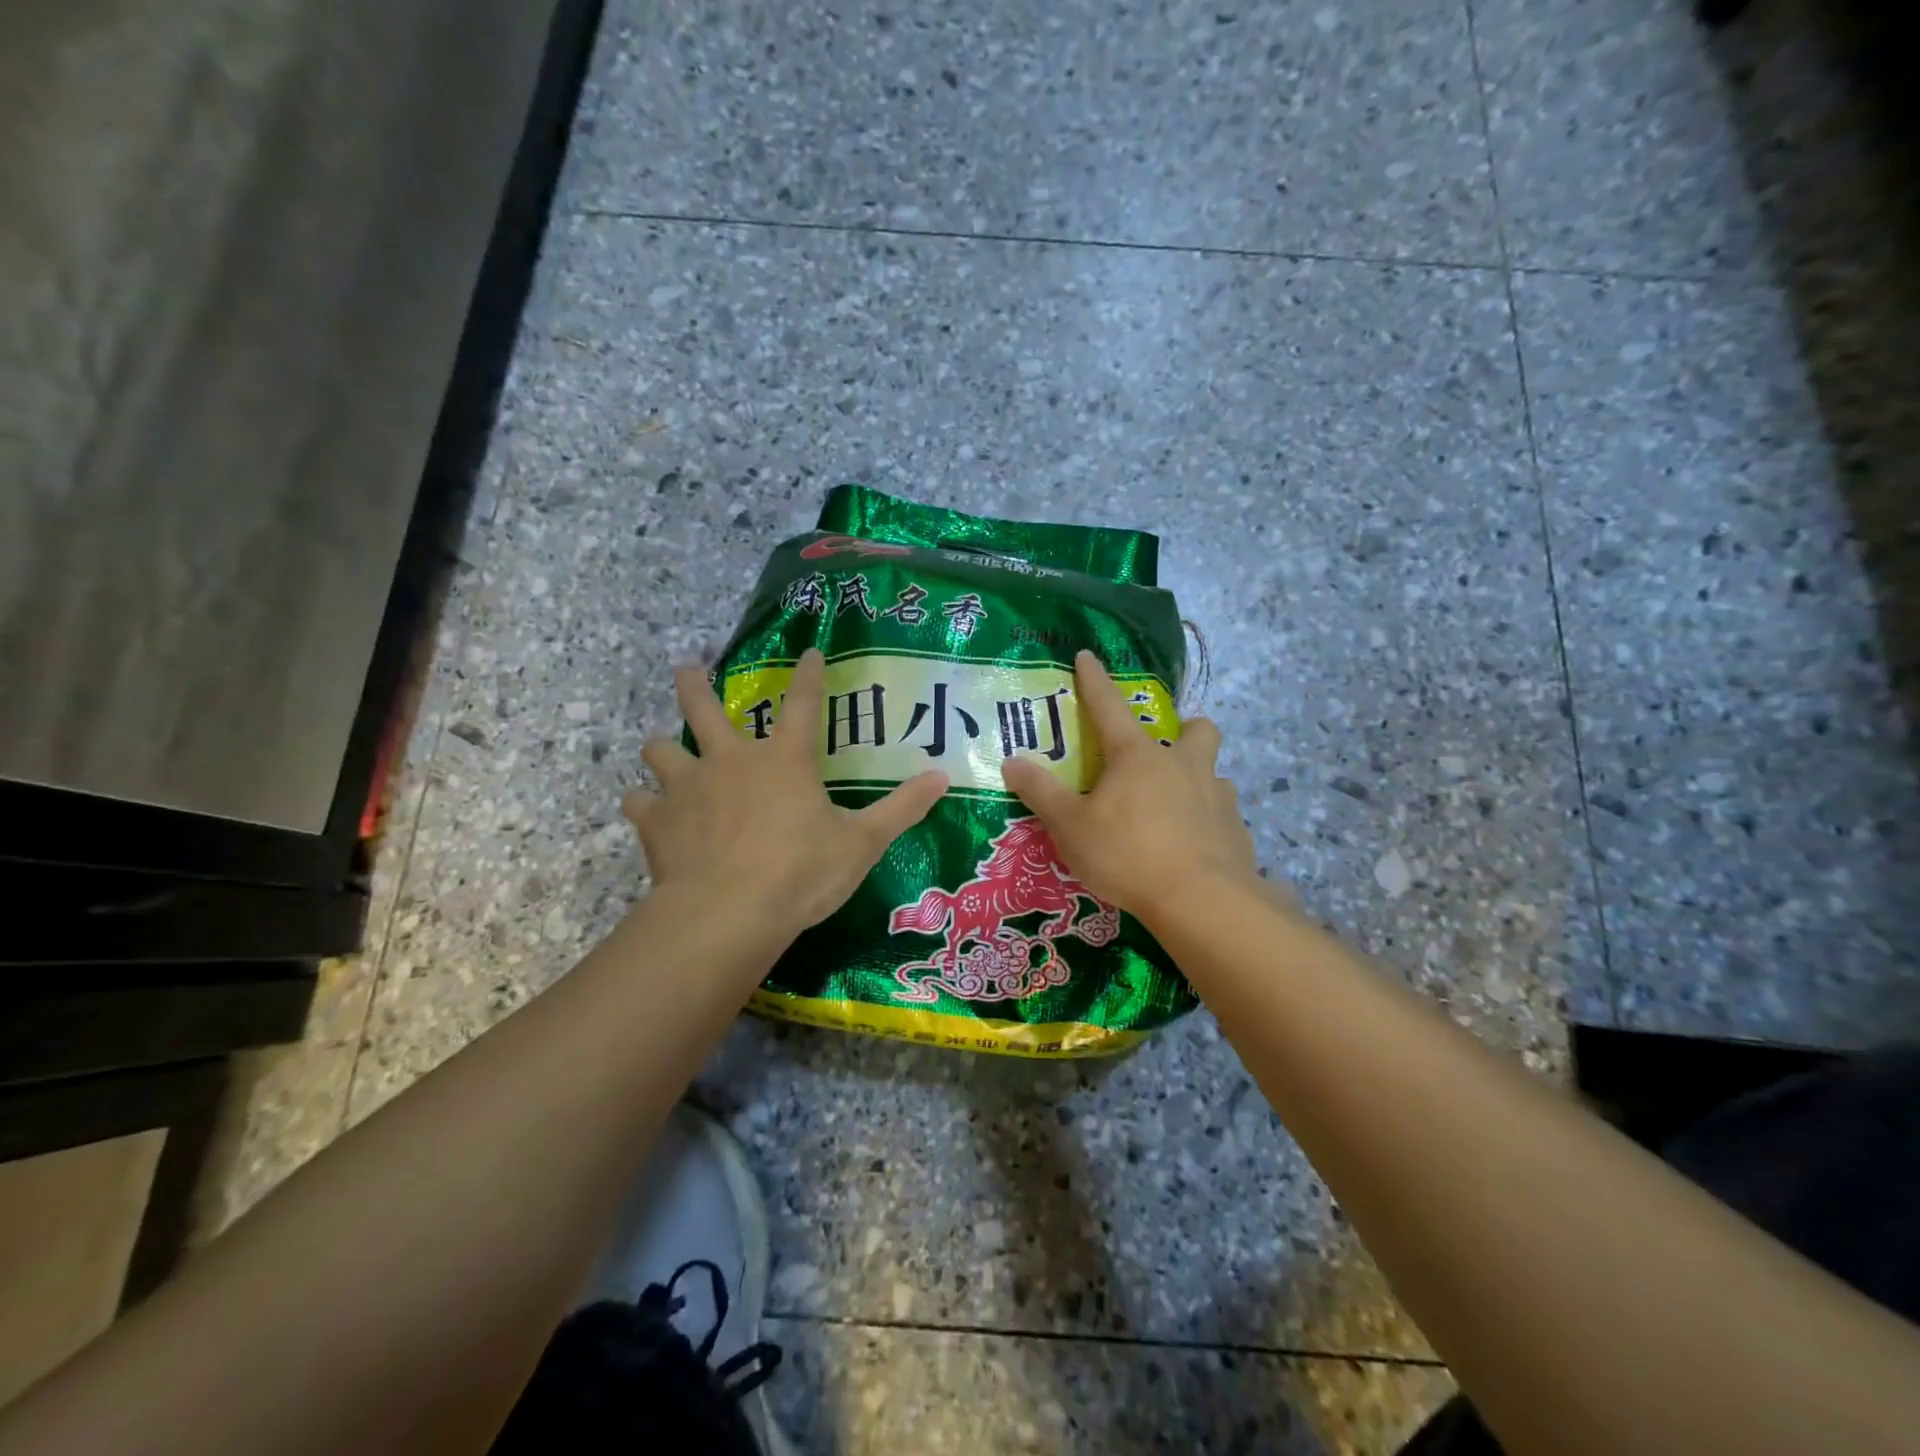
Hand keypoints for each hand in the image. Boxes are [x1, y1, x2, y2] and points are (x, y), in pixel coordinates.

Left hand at [623, 650, 947, 936]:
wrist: (727, 913)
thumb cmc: (801, 873)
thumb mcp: (862, 843)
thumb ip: (902, 808)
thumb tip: (942, 778)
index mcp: (785, 759)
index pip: (804, 703)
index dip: (809, 675)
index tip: (810, 653)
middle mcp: (731, 760)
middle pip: (703, 706)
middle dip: (695, 683)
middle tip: (688, 667)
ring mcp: (687, 787)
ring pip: (661, 749)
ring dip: (663, 749)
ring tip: (663, 752)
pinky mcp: (657, 822)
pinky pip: (638, 803)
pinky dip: (642, 805)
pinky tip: (646, 812)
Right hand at [1000, 651, 1263, 925]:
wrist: (1202, 901)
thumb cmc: (1128, 854)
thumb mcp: (1071, 826)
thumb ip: (1041, 792)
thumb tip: (1012, 761)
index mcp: (1137, 756)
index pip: (1109, 706)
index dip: (1095, 680)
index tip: (1088, 656)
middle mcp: (1183, 765)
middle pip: (1197, 729)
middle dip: (1186, 728)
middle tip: (1166, 748)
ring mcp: (1217, 796)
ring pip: (1213, 771)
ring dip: (1198, 777)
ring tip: (1176, 803)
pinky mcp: (1236, 831)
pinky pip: (1222, 814)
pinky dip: (1208, 820)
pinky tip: (1193, 845)